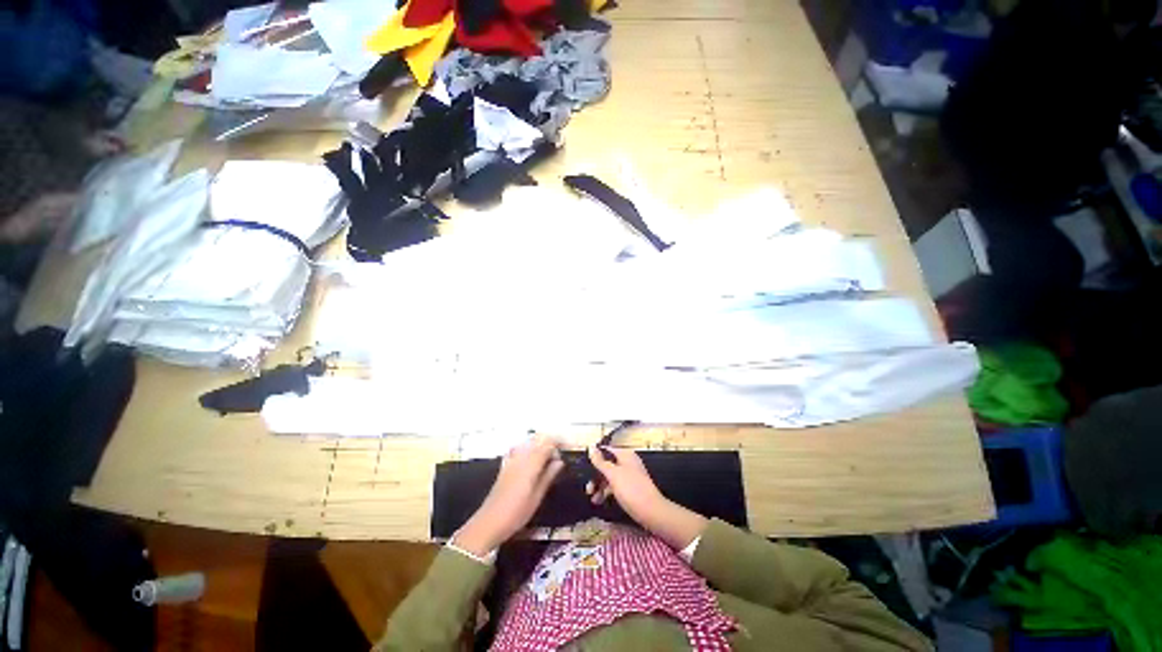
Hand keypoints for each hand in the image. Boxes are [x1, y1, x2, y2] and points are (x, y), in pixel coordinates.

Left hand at [453, 436, 563, 557]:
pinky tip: (532, 461)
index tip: (567, 450)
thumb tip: (560, 462)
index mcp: (531, 463)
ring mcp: (512, 459)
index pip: (548, 443)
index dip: (559, 443)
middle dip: (551, 442)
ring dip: (540, 445)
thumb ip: (548, 476)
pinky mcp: (506, 465)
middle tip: (559, 455)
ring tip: (548, 459)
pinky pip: (520, 448)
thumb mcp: (537, 497)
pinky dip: (529, 450)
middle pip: (538, 439)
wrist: (489, 522)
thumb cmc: (516, 513)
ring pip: (530, 442)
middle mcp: (521, 457)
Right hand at [585, 446, 664, 520]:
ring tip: (593, 499)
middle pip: (607, 464)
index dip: (594, 458)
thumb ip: (600, 462)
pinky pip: (615, 485)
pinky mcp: (630, 488)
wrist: (651, 512)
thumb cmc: (631, 489)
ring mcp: (629, 475)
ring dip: (600, 486)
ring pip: (610, 476)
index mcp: (625, 454)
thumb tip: (591, 447)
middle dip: (596, 476)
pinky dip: (607, 491)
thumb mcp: (613, 474)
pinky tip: (600, 501)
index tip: (583, 469)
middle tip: (587, 489)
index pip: (606, 450)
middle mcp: (627, 462)